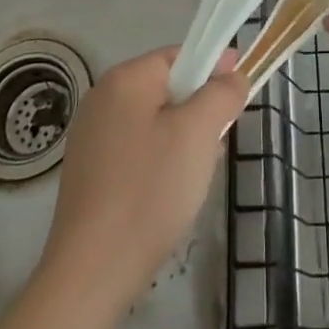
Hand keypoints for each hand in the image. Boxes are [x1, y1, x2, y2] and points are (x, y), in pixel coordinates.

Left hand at [40, 45, 247, 312]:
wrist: (92, 272)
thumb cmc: (149, 190)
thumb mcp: (198, 134)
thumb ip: (222, 94)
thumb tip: (233, 75)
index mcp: (125, 79)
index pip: (180, 55)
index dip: (214, 67)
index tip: (240, 89)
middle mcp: (102, 98)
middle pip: (166, 88)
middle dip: (197, 110)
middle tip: (217, 144)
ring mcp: (90, 136)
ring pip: (153, 121)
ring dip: (181, 139)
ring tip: (193, 177)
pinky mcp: (88, 172)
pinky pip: (136, 149)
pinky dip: (158, 161)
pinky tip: (166, 195)